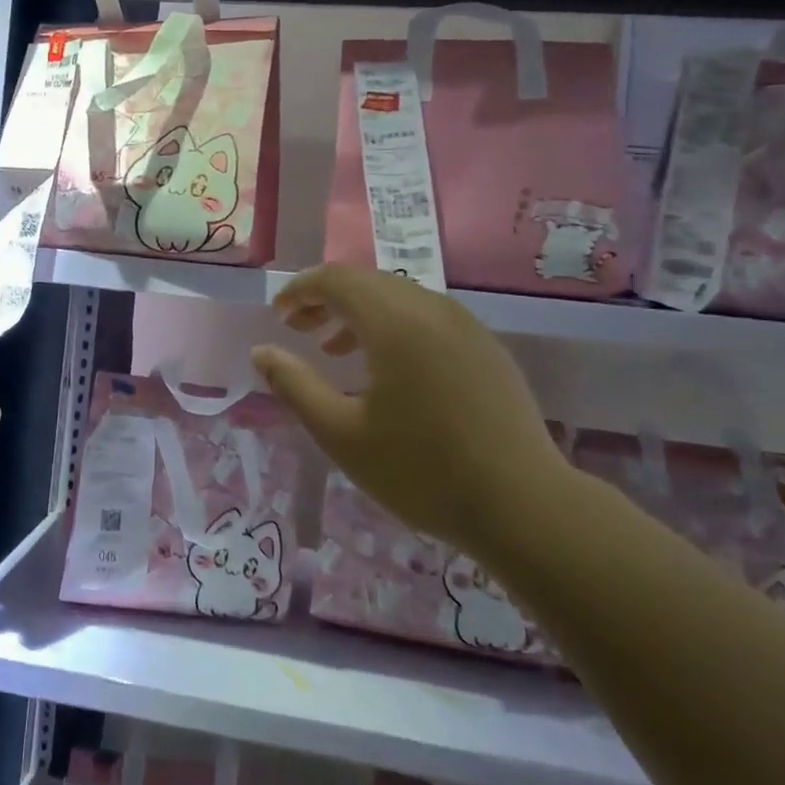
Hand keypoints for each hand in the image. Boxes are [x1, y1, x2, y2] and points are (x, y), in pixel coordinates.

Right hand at [249, 266, 569, 545]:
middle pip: (368, 282)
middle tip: (298, 330)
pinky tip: (388, 370)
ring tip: (335, 351)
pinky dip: (394, 327)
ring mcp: (467, 326)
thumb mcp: (341, 434)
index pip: (337, 280)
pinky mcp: (487, 348)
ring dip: (360, 313)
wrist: (523, 505)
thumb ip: (295, 386)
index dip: (300, 290)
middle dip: (326, 299)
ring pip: (400, 298)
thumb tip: (261, 352)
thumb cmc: (421, 471)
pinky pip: (429, 318)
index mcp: (395, 322)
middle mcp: (433, 309)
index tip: (278, 315)